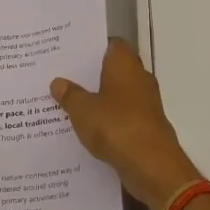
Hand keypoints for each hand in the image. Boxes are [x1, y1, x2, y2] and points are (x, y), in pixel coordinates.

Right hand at [51, 40, 201, 209]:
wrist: (152, 165)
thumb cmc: (116, 126)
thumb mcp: (83, 110)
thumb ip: (70, 95)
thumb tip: (58, 82)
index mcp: (125, 65)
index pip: (112, 44)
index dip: (93, 46)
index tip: (71, 53)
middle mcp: (139, 79)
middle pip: (114, 69)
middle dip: (92, 75)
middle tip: (63, 77)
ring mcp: (146, 104)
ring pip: (118, 95)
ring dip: (100, 99)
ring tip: (69, 104)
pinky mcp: (147, 126)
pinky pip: (123, 116)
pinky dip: (108, 119)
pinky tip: (88, 128)